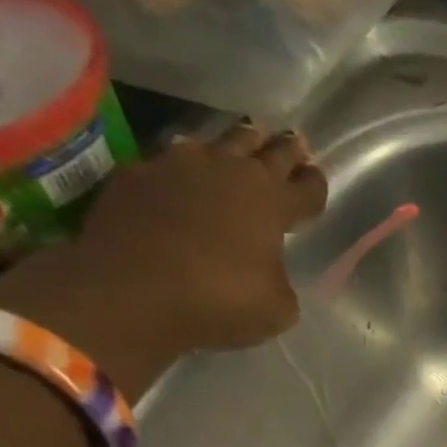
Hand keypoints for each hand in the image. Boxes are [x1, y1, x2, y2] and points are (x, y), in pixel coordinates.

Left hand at [0, 121, 329, 398]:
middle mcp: (230, 172)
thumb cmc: (221, 299)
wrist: (130, 289)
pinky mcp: (135, 174)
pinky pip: (169, 162)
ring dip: (234, 145)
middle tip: (295, 141)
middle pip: (267, 151)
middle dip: (285, 149)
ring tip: (241, 144)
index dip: (315, 184)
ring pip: (216, 143)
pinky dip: (184, 169)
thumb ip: (280, 279)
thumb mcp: (277, 306)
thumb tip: (267, 270)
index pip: (307, 187)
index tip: (317, 177)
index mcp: (273, 203)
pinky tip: (183, 177)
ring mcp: (178, 166)